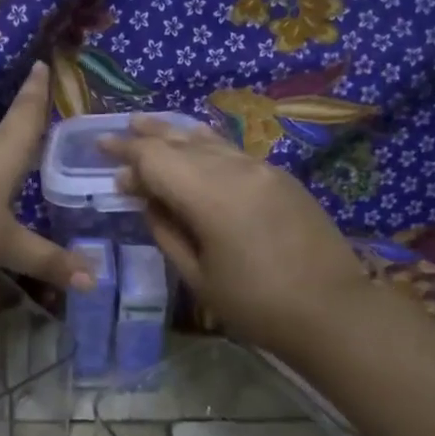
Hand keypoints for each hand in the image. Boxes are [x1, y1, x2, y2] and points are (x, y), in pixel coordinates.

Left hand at [0, 62, 90, 291]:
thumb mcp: (3, 246)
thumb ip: (45, 260)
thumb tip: (93, 280)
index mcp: (4, 151)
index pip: (28, 113)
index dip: (38, 91)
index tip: (41, 64)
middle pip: (6, 133)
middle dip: (24, 129)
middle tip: (42, 126)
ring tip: (16, 166)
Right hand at [100, 116, 370, 352]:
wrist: (333, 311)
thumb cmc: (256, 305)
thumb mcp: (198, 278)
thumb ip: (167, 232)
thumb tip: (148, 201)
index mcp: (211, 197)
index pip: (156, 159)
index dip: (126, 154)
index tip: (102, 151)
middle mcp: (237, 170)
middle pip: (181, 142)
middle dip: (146, 137)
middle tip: (116, 133)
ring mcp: (264, 169)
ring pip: (209, 141)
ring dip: (175, 134)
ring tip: (148, 125)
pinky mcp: (282, 177)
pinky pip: (232, 151)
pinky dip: (205, 145)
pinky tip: (195, 143)